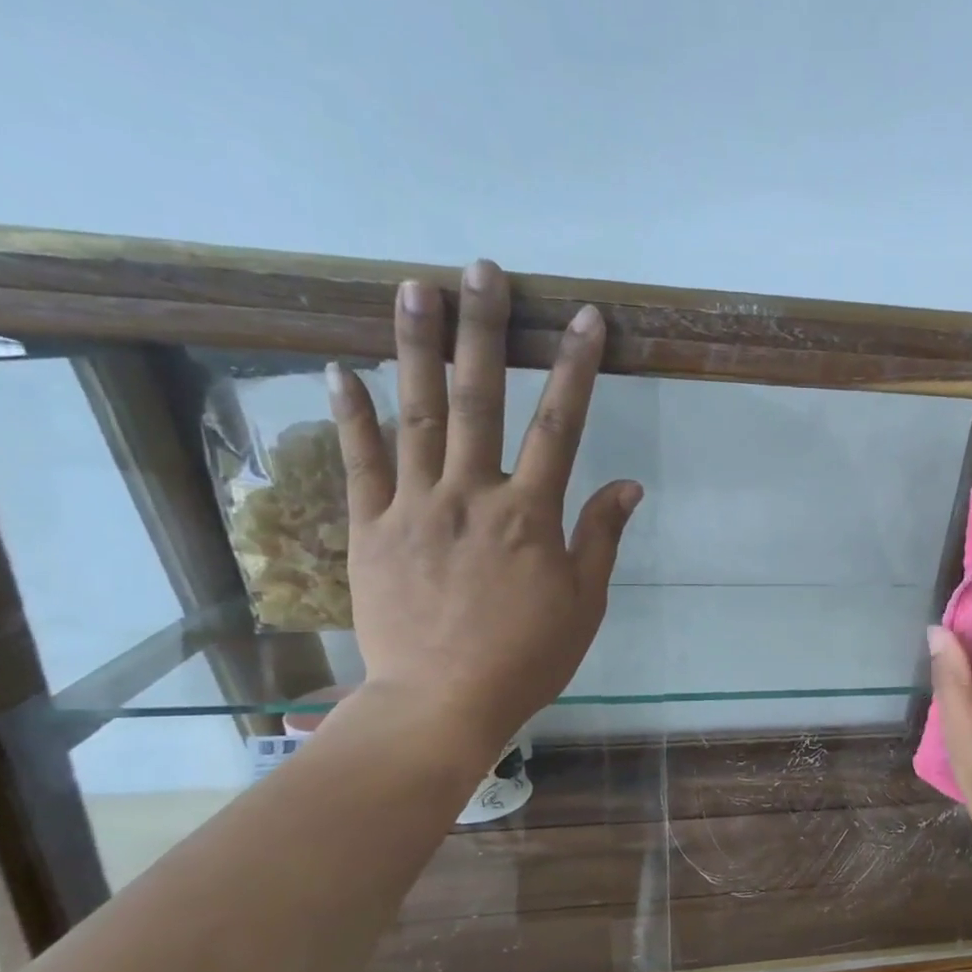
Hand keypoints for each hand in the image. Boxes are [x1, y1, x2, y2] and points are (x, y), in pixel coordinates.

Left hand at [327, 260, 639, 757]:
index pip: (561, 424)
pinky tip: (342, 369)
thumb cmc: (528, 656)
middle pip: (479, 399)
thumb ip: (601, 536)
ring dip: (416, 348)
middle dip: (486, 330)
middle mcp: (471, 495)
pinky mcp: (371, 530)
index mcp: (530, 515)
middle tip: (483, 270)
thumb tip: (629, 484)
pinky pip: (361, 464)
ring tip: (414, 288)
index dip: (576, 367)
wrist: (442, 701)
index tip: (586, 319)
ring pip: (415, 415)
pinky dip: (351, 415)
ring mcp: (414, 508)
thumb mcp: (584, 602)